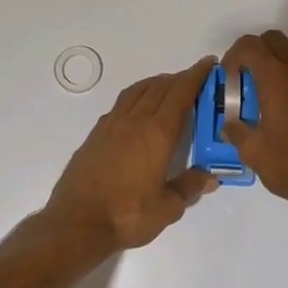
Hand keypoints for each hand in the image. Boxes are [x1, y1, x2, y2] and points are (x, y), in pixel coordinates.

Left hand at [43, 58, 219, 251]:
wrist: (76, 222)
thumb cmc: (127, 215)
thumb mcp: (168, 208)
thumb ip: (190, 187)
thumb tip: (211, 177)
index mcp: (158, 133)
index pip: (181, 93)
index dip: (196, 75)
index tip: (208, 64)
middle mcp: (135, 120)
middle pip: (160, 87)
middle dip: (179, 78)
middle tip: (194, 79)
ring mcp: (112, 125)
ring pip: (138, 91)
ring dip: (156, 83)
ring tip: (167, 87)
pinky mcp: (96, 134)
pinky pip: (121, 104)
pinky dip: (137, 96)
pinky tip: (138, 109)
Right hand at [221, 31, 287, 227]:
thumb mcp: (252, 152)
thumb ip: (236, 130)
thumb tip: (229, 124)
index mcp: (277, 79)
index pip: (250, 45)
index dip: (234, 56)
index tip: (230, 78)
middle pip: (276, 40)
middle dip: (257, 53)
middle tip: (248, 80)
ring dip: (281, 65)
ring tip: (273, 96)